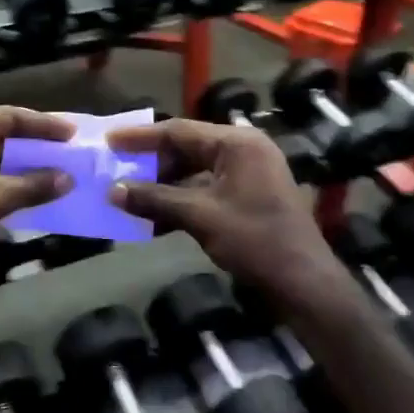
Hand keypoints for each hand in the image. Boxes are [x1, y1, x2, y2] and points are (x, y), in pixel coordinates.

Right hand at [108, 119, 339, 303]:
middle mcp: (244, 149)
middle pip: (187, 147)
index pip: (179, 130)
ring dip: (164, 184)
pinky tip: (156, 217)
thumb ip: (155, 199)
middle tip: (117, 168)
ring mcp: (249, 172)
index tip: (109, 140)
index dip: (140, 137)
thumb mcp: (200, 216)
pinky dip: (182, 199)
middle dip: (151, 162)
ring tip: (130, 194)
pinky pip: (206, 187)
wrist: (304, 282)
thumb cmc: (254, 240)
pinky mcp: (249, 195)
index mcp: (237, 143)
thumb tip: (113, 191)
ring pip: (194, 169)